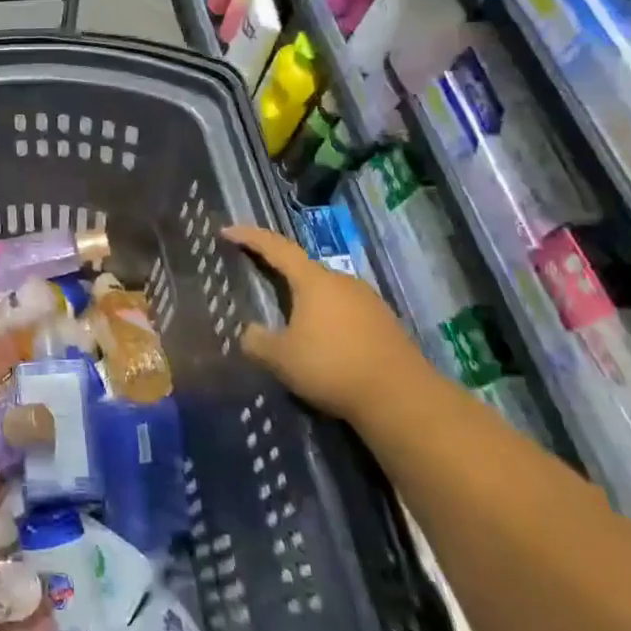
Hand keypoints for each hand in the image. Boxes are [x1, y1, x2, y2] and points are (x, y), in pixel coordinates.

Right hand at [225, 225, 425, 421]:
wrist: (403, 399)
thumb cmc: (333, 367)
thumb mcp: (281, 358)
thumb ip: (257, 341)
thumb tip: (250, 331)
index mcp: (313, 280)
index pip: (275, 247)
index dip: (249, 237)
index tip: (227, 231)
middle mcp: (341, 281)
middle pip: (303, 267)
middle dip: (278, 269)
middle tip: (256, 274)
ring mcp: (368, 301)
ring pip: (326, 290)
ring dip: (304, 298)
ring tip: (288, 315)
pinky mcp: (384, 324)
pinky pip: (345, 310)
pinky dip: (326, 317)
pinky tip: (321, 340)